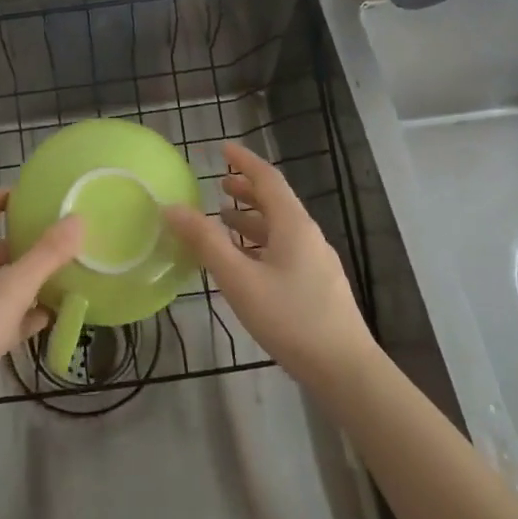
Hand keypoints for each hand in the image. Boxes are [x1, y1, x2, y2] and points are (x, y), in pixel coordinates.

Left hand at [0, 188, 83, 451]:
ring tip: (64, 272)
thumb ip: (47, 254)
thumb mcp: (14, 286)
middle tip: (61, 236)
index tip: (36, 192)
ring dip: (29, 279)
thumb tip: (77, 219)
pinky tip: (50, 315)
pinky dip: (26, 314)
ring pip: (2, 285)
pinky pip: (5, 317)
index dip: (6, 199)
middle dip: (25, 243)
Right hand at [164, 141, 377, 389]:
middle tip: (218, 186)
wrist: (344, 369)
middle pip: (276, 202)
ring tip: (224, 222)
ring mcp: (316, 261)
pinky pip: (284, 249)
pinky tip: (245, 263)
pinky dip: (260, 243)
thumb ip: (205, 241)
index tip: (223, 149)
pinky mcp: (317, 285)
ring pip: (280, 228)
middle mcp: (308, 235)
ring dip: (251, 219)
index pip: (268, 179)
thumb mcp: (239, 279)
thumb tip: (173, 207)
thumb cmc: (289, 318)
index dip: (244, 161)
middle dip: (247, 190)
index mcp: (293, 224)